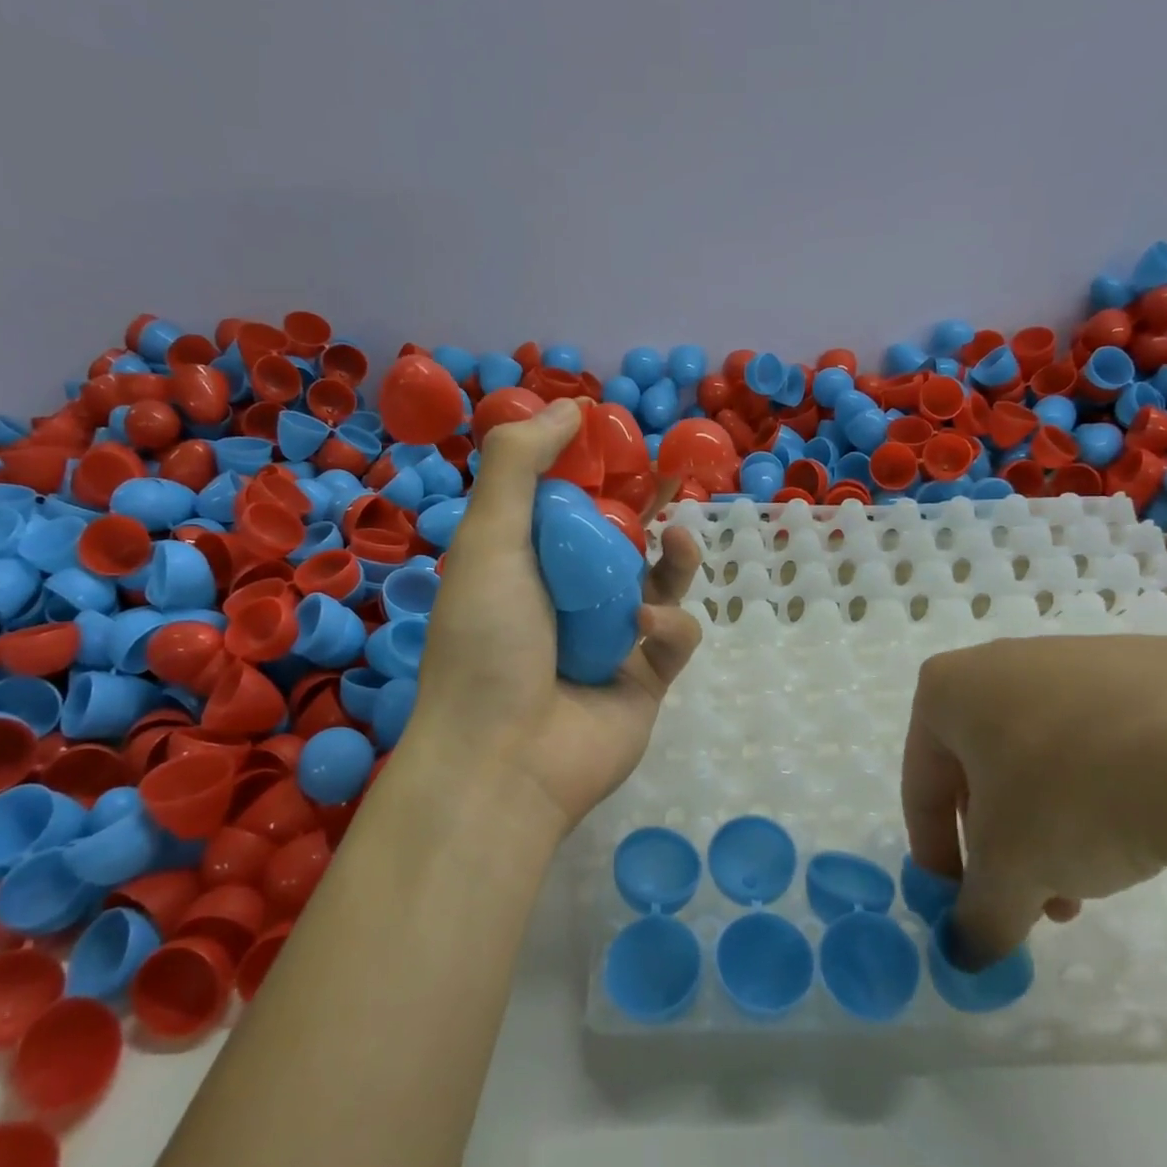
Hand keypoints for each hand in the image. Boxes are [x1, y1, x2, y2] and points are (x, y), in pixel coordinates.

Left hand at [410, 399, 702, 841]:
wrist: (503, 758)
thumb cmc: (488, 640)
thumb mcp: (489, 538)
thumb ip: (518, 465)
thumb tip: (570, 407)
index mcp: (524, 568)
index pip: (565, 509)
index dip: (594, 475)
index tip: (621, 445)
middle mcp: (566, 603)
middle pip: (619, 544)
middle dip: (647, 512)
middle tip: (672, 480)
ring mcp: (609, 645)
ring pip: (656, 586)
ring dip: (672, 560)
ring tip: (679, 540)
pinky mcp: (645, 682)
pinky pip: (673, 638)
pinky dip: (668, 626)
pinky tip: (645, 628)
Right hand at [901, 636, 1166, 962]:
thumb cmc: (1077, 792)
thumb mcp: (1013, 871)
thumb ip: (978, 917)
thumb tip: (967, 956)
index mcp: (951, 689)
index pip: (921, 782)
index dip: (935, 853)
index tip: (961, 905)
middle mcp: (1004, 663)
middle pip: (985, 770)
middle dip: (1004, 844)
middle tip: (1034, 899)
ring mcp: (1081, 659)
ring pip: (1046, 757)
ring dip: (1054, 824)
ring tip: (1095, 879)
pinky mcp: (1152, 669)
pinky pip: (1106, 739)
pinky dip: (1107, 790)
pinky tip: (1147, 832)